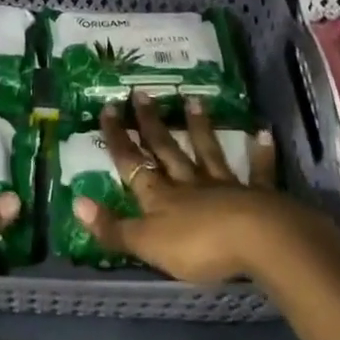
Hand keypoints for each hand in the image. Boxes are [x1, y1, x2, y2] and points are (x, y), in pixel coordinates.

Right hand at [71, 92, 314, 282]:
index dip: (118, 139)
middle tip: (141, 93)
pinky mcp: (257, 195)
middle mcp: (188, 184)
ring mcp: (223, 186)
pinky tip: (263, 132)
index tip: (108, 108)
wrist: (256, 241)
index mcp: (160, 196)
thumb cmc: (198, 246)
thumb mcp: (147, 244)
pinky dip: (260, 154)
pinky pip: (257, 171)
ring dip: (199, 127)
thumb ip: (113, 228)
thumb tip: (76, 202)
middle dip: (151, 123)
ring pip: (207, 152)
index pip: (132, 163)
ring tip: (193, 99)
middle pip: (166, 150)